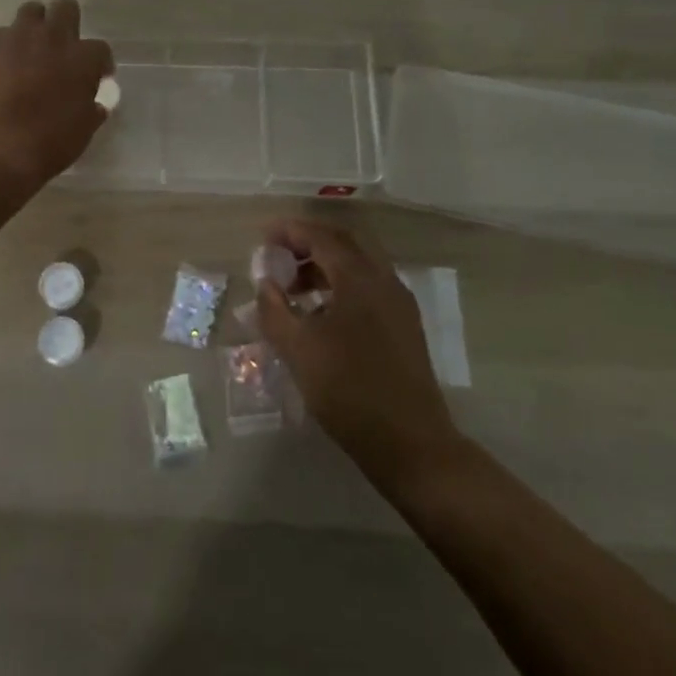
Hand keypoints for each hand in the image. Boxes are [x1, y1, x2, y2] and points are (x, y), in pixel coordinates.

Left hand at [0, 0, 113, 185]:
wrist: (1, 147)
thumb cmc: (52, 141)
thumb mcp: (85, 128)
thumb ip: (92, 108)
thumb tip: (95, 104)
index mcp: (83, 58)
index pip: (100, 49)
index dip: (99, 63)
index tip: (95, 77)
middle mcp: (53, 37)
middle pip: (66, 8)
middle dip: (67, 23)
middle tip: (61, 48)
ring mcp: (18, 36)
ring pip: (31, 11)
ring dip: (34, 27)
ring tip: (29, 50)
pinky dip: (3, 47)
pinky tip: (0, 67)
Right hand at [254, 219, 461, 487]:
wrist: (411, 444)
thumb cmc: (349, 390)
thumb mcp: (298, 350)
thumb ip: (274, 310)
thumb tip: (265, 283)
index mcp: (359, 278)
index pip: (321, 237)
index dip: (291, 231)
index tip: (265, 235)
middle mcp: (384, 280)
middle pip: (345, 244)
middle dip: (310, 243)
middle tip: (280, 255)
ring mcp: (399, 304)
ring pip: (359, 266)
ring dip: (326, 266)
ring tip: (295, 288)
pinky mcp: (405, 327)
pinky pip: (370, 288)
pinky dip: (342, 286)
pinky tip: (323, 315)